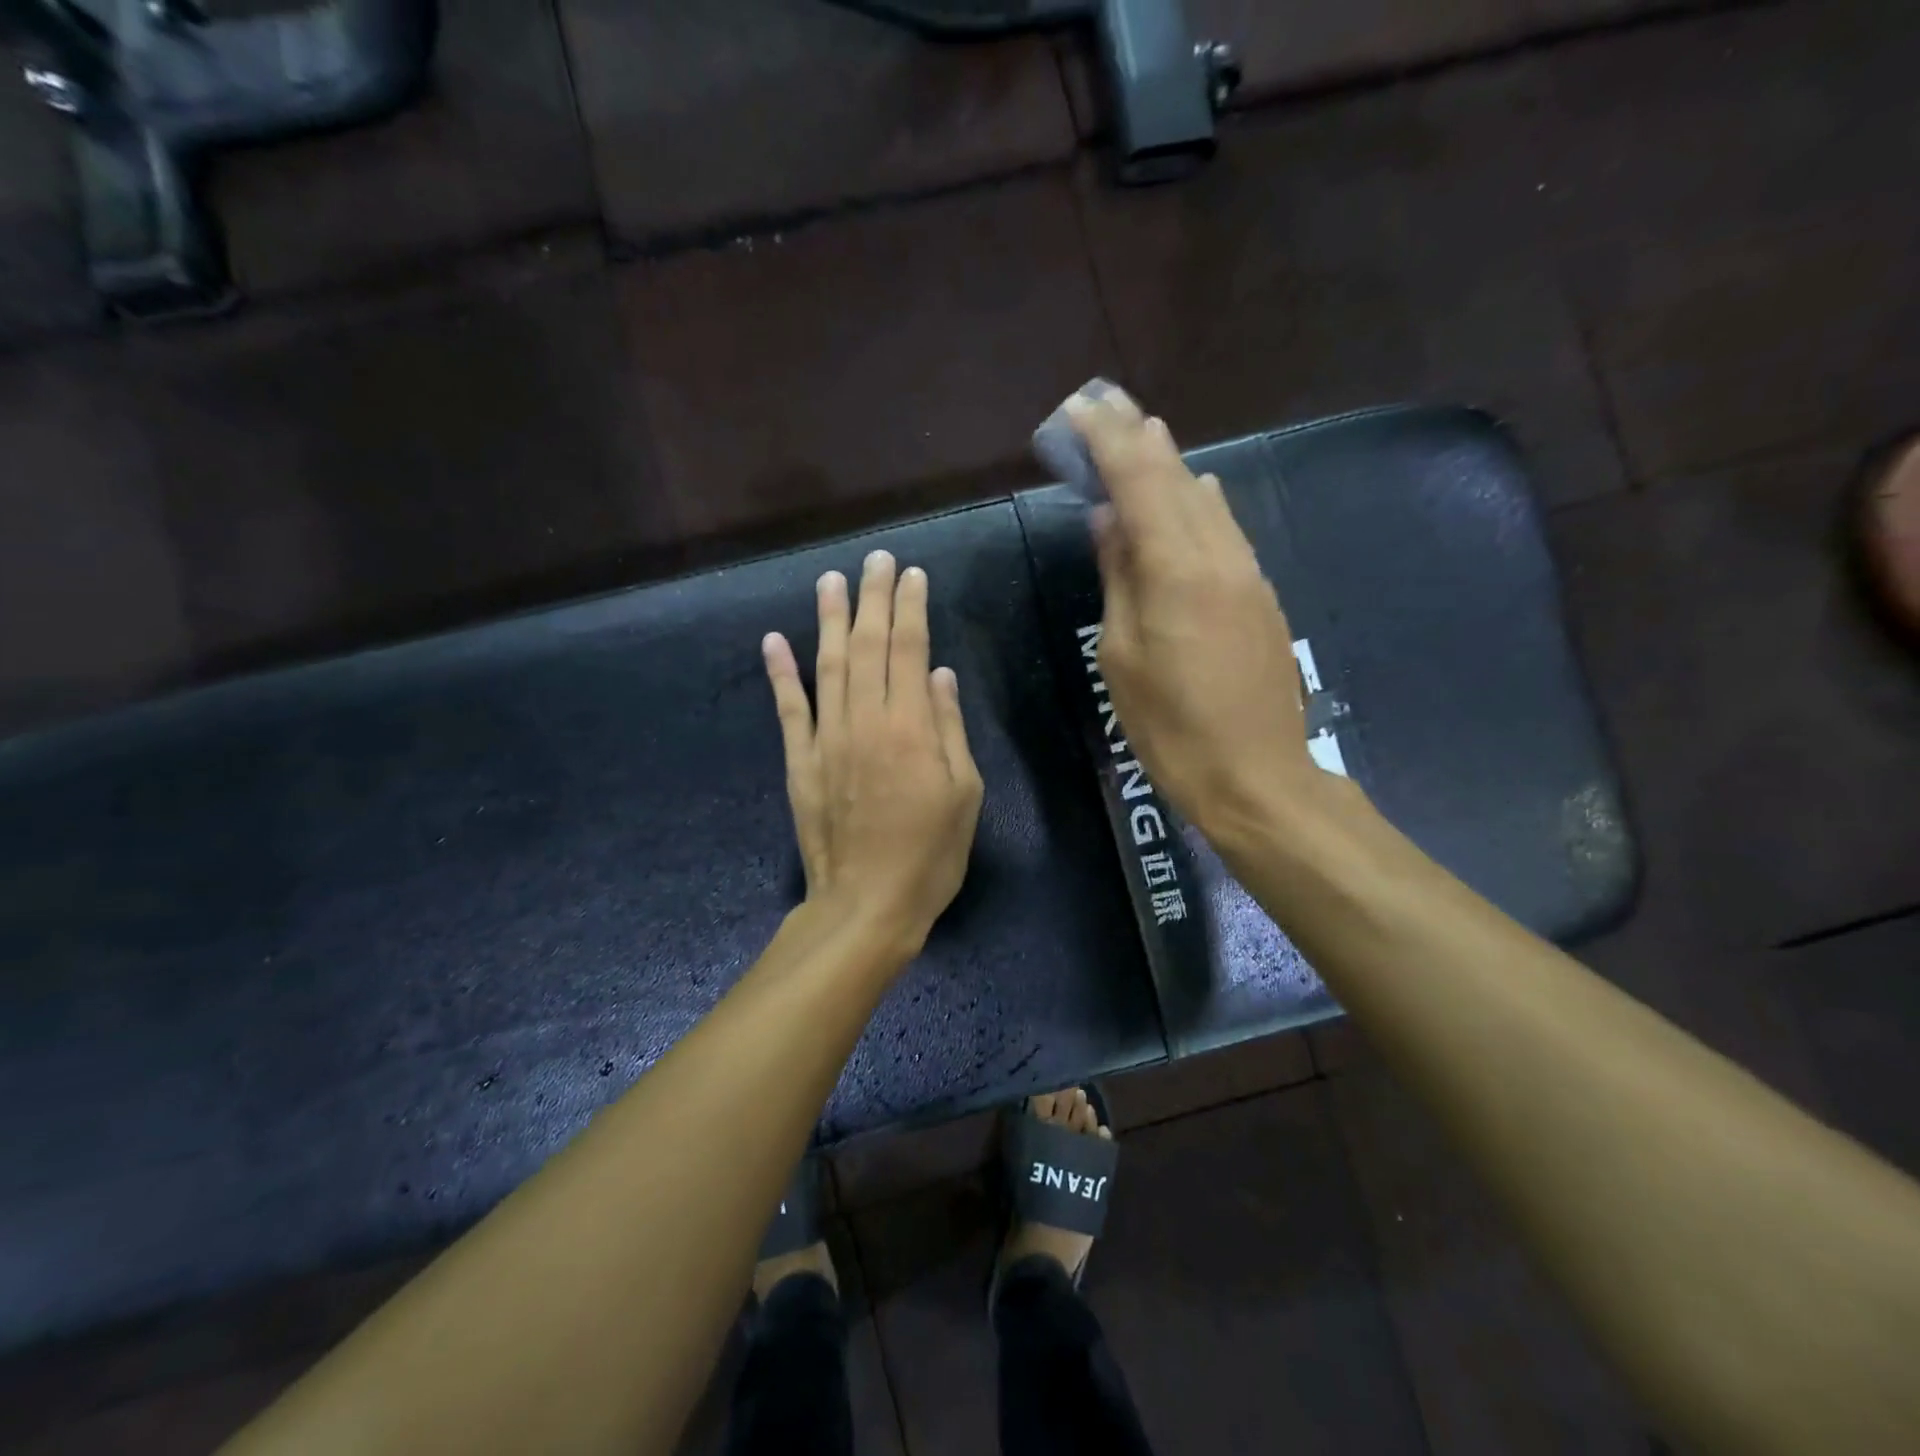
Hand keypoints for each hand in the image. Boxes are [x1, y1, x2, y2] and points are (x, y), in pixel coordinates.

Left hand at [762, 550, 984, 959]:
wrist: (866, 904)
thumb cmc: (930, 853)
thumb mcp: (964, 793)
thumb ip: (950, 728)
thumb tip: (940, 674)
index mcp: (911, 726)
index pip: (910, 648)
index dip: (910, 606)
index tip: (911, 574)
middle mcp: (865, 720)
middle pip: (868, 644)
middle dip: (872, 597)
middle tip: (875, 559)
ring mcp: (826, 739)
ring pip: (827, 665)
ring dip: (829, 619)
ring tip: (830, 580)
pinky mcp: (800, 762)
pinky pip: (788, 709)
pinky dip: (779, 673)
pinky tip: (774, 640)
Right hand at [1068, 390, 1334, 839]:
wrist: (1256, 775)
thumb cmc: (1170, 726)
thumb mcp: (1121, 656)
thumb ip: (1118, 578)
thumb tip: (1110, 520)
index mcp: (1177, 569)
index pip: (1140, 480)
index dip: (1108, 440)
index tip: (1080, 409)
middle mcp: (1220, 556)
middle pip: (1177, 477)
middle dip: (1139, 437)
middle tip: (1107, 404)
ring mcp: (1248, 573)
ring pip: (1207, 500)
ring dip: (1172, 464)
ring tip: (1143, 434)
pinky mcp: (1261, 596)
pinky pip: (1225, 530)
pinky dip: (1199, 501)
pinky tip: (1193, 490)